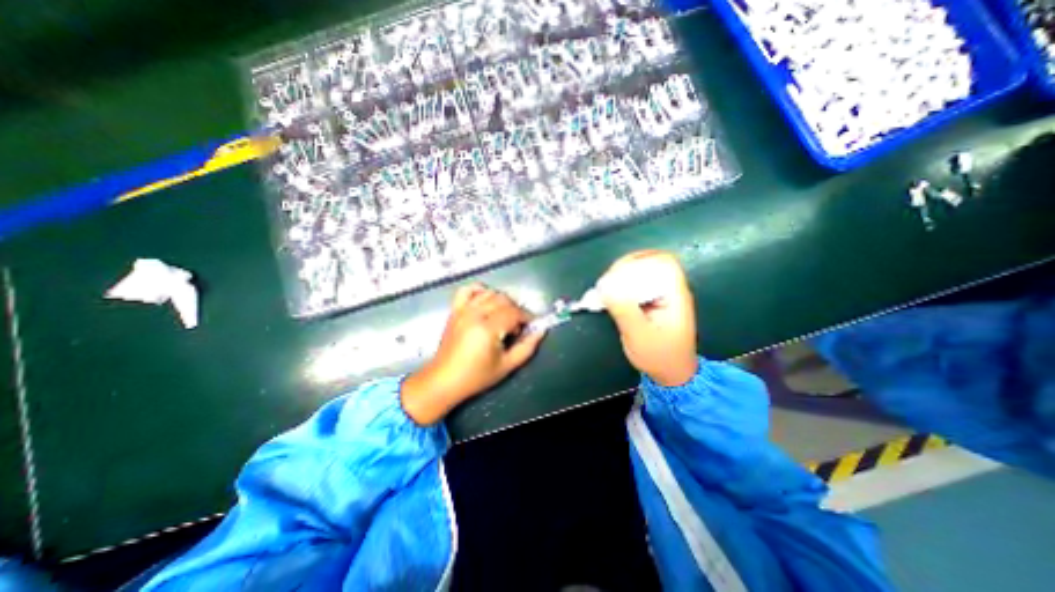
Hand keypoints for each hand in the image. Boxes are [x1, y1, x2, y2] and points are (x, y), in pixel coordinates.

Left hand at [402, 285, 543, 423]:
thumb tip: (541, 330)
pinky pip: (467, 290)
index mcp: (487, 329)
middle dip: (516, 310)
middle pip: (503, 300)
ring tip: (503, 317)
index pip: (514, 312)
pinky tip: (486, 300)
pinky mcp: (455, 310)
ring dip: (501, 301)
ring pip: (489, 293)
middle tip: (517, 326)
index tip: (532, 325)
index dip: (527, 317)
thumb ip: (527, 347)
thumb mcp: (507, 366)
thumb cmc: (476, 376)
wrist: (444, 380)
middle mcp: (475, 314)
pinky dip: (479, 290)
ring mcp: (463, 310)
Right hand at [596, 251, 698, 387]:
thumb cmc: (659, 356)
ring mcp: (661, 295)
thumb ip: (624, 310)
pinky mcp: (650, 301)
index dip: (640, 261)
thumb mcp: (639, 335)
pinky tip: (609, 296)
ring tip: (604, 289)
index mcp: (674, 295)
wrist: (671, 373)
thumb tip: (605, 286)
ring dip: (620, 277)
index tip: (617, 274)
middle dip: (625, 269)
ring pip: (641, 272)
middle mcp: (669, 290)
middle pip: (650, 263)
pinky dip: (620, 286)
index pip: (663, 262)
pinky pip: (635, 285)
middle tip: (606, 283)